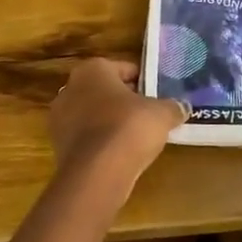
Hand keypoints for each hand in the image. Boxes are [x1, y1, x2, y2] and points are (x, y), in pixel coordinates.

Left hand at [49, 59, 187, 191]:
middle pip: (105, 90)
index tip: (159, 95)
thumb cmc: (129, 128)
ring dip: (111, 121)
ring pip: (93, 114)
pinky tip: (119, 153)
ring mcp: (59, 117)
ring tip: (136, 136)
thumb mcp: (161, 114)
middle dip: (125, 100)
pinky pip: (86, 136)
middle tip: (149, 114)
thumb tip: (183, 106)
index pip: (124, 69)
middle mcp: (70, 87)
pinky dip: (100, 141)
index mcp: (92, 69)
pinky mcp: (58, 144)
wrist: (96, 173)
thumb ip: (172, 106)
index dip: (144, 81)